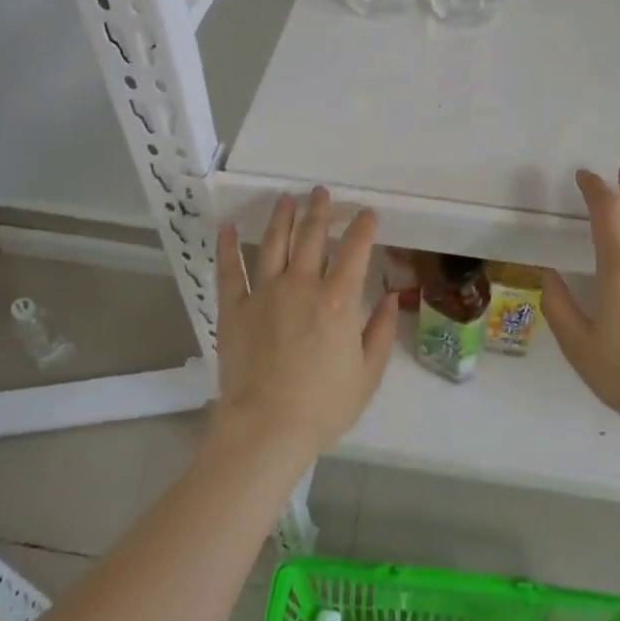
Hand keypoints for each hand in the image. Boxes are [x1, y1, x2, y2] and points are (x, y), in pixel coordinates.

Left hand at [213, 187, 398, 455]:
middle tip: (321, 192)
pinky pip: (230, 269)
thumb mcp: (368, 373)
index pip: (355, 249)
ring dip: (282, 217)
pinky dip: (228, 246)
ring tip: (286, 198)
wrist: (266, 428)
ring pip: (274, 243)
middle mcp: (302, 285)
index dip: (363, 226)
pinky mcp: (234, 308)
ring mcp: (264, 293)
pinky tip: (229, 226)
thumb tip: (390, 297)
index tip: (367, 213)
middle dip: (319, 210)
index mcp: (339, 299)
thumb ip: (381, 330)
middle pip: (311, 236)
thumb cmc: (324, 405)